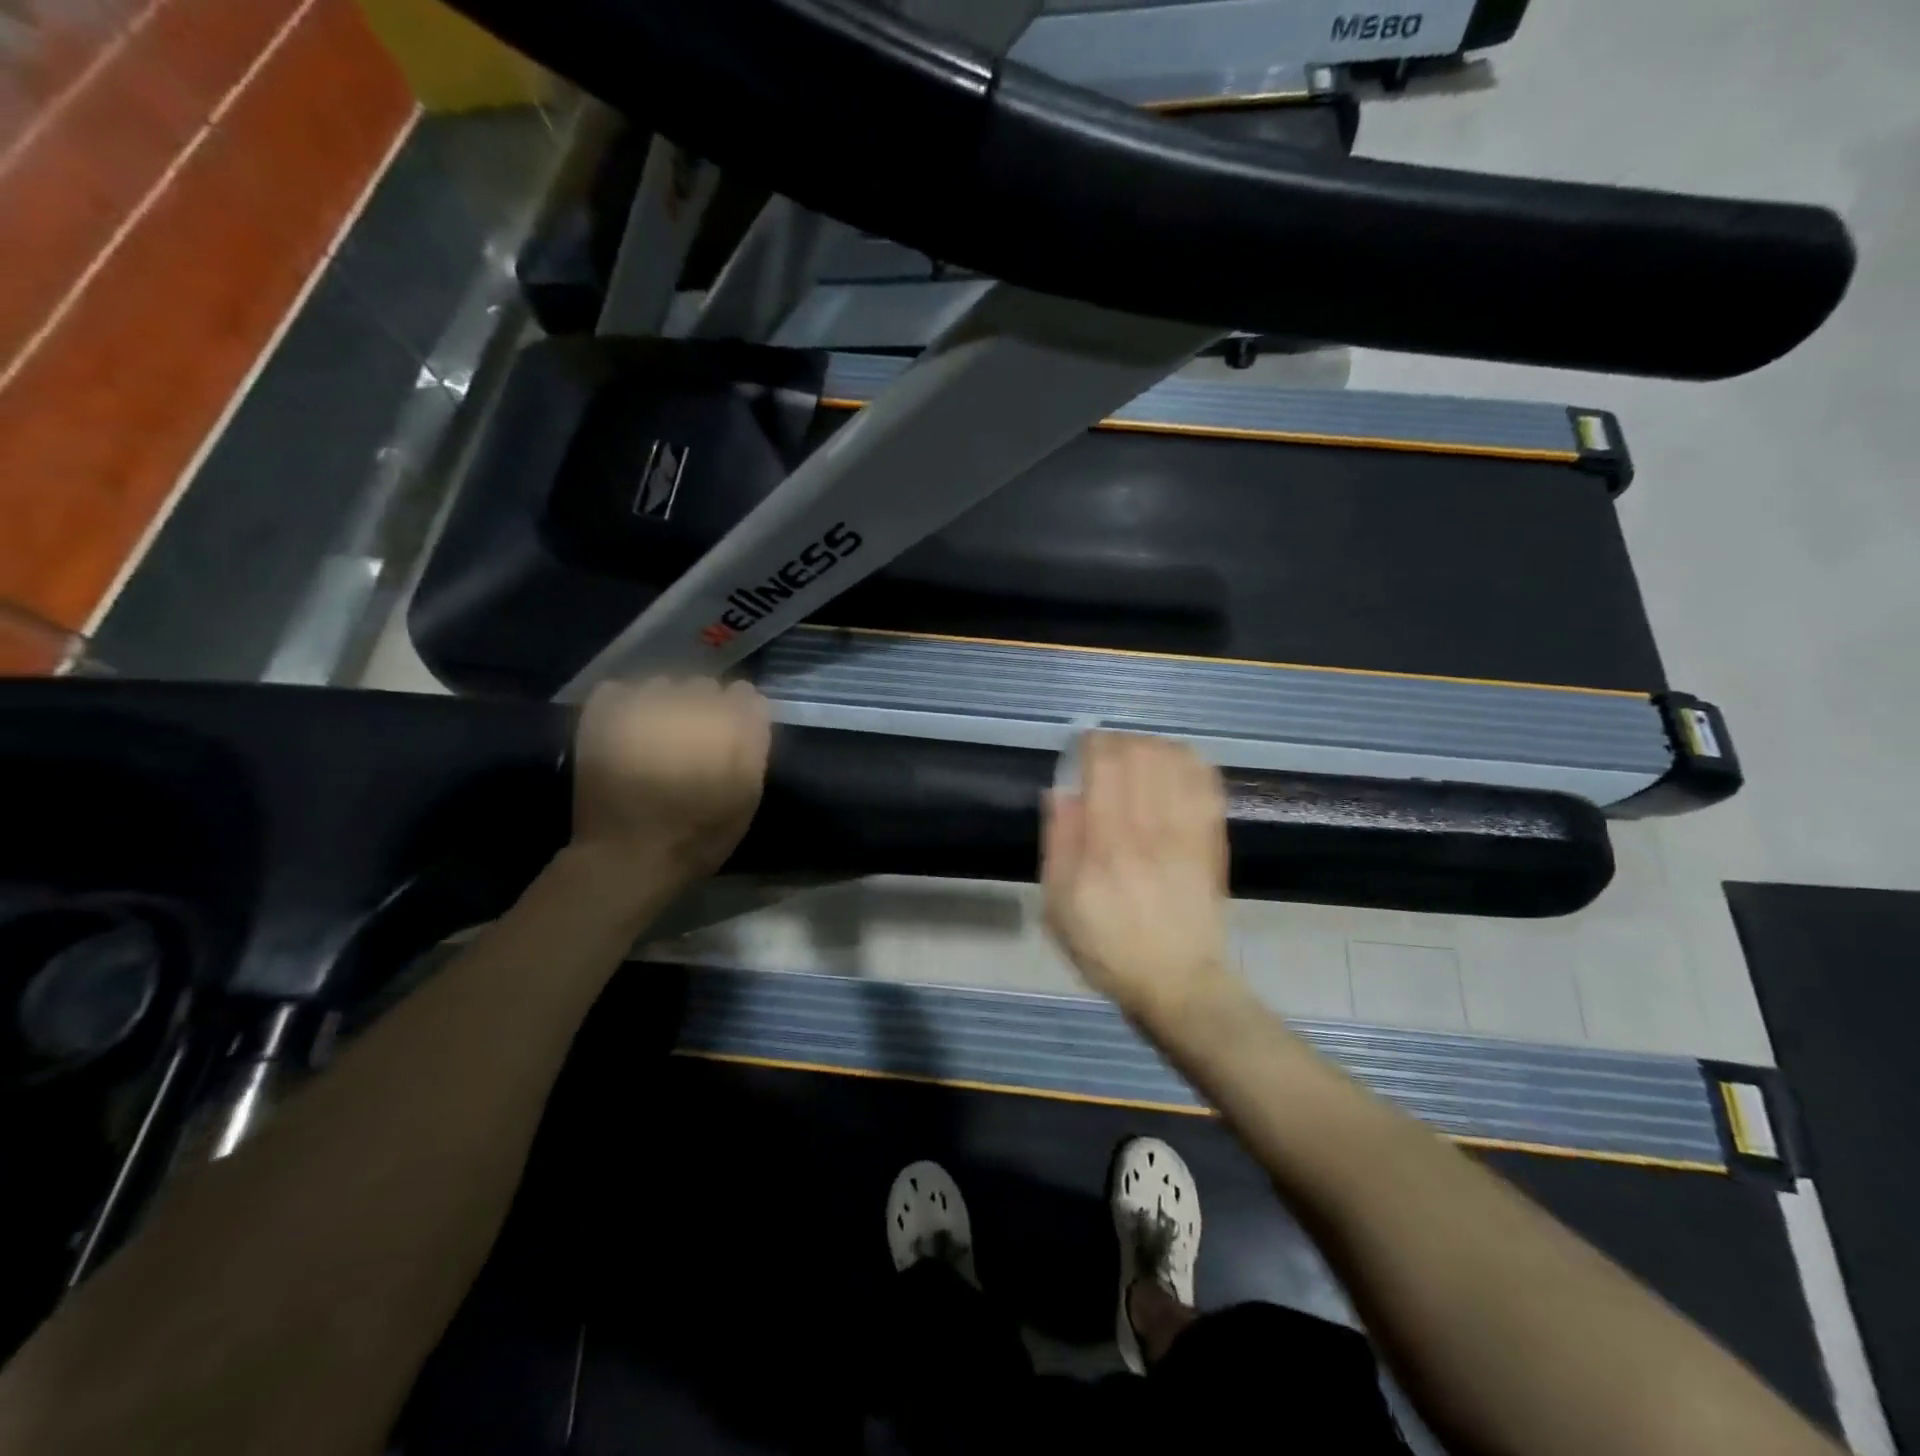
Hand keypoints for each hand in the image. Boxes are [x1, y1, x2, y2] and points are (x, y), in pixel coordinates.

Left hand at [571, 678, 770, 891]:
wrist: (629, 856)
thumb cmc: (699, 833)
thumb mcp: (748, 794)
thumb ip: (754, 741)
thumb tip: (750, 703)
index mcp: (729, 722)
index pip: (745, 694)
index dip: (739, 716)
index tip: (730, 740)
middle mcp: (689, 702)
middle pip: (704, 686)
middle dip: (702, 708)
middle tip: (691, 744)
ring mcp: (643, 703)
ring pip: (662, 685)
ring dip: (664, 705)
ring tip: (655, 739)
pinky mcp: (604, 712)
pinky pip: (620, 689)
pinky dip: (625, 705)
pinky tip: (626, 732)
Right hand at [1042, 733, 1233, 1027]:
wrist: (1178, 982)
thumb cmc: (1108, 948)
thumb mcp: (1060, 907)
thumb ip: (1059, 845)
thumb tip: (1060, 792)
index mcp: (1106, 845)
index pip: (1105, 767)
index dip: (1093, 743)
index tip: (1082, 745)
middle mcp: (1149, 830)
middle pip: (1141, 755)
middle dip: (1120, 740)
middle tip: (1106, 750)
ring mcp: (1187, 833)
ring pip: (1176, 762)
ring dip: (1153, 747)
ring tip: (1138, 754)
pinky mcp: (1212, 840)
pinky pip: (1206, 784)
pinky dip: (1190, 763)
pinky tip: (1174, 764)